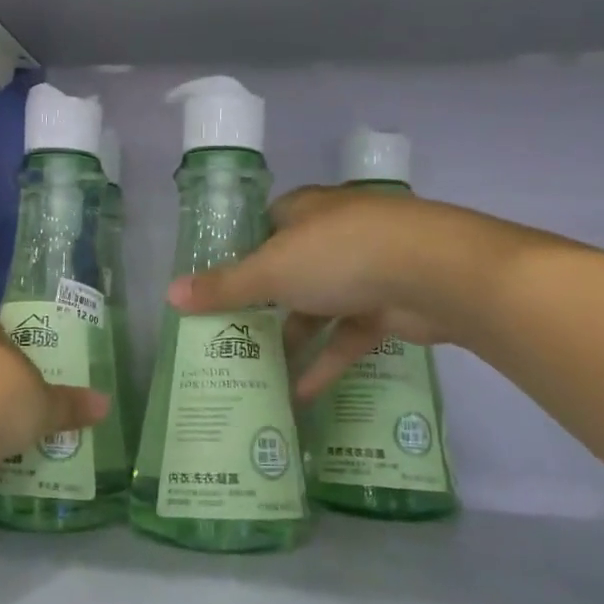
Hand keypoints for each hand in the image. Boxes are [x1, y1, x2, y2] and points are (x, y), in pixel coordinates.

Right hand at [166, 188, 546, 397]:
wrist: (434, 273)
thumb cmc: (340, 255)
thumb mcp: (271, 271)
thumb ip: (223, 287)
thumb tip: (169, 294)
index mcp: (305, 211)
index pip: (265, 226)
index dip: (242, 254)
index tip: (219, 287)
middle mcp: (334, 235)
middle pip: (290, 270)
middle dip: (264, 304)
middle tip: (231, 335)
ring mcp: (366, 270)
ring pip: (319, 306)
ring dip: (293, 338)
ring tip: (259, 371)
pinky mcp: (388, 306)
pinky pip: (348, 335)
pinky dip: (327, 361)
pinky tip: (301, 392)